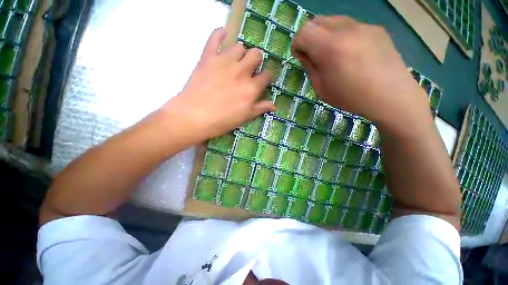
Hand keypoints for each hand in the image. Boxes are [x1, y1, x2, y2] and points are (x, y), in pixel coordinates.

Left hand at [163, 28, 274, 141]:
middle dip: (256, 60)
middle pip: (256, 55)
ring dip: (241, 53)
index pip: (266, 75)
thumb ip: (260, 108)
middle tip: (250, 68)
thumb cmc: (222, 121)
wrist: (194, 117)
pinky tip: (223, 35)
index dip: (266, 76)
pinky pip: (215, 37)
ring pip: (240, 46)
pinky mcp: (208, 57)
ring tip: (236, 61)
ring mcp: (224, 62)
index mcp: (251, 88)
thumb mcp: (245, 117)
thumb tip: (275, 105)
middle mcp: (241, 72)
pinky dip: (220, 33)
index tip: (262, 80)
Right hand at [292, 16, 430, 131]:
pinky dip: (343, 35)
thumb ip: (311, 68)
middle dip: (309, 36)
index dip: (297, 44)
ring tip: (332, 53)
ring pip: (334, 20)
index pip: (304, 32)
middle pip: (317, 20)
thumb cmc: (351, 97)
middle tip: (313, 54)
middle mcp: (346, 30)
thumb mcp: (321, 88)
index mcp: (330, 48)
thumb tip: (307, 55)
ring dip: (325, 34)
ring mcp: (364, 26)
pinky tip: (350, 52)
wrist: (390, 96)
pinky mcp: (376, 29)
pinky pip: (351, 25)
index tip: (301, 56)